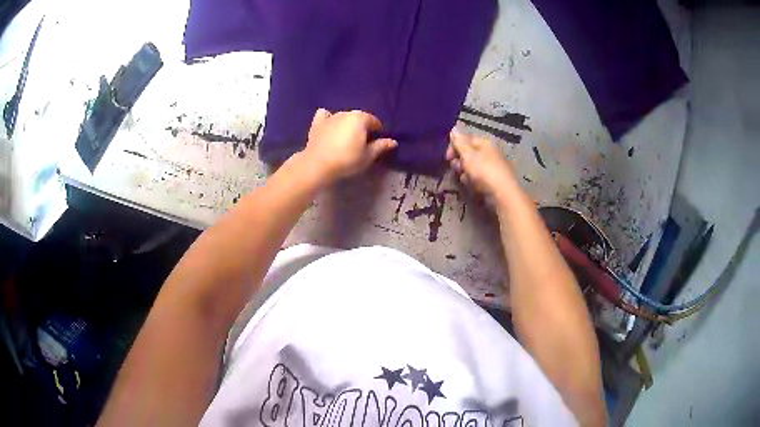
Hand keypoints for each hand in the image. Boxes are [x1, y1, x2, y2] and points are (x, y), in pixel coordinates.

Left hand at [303, 108, 397, 180]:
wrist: (318, 164)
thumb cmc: (347, 160)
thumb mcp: (368, 156)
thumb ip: (381, 146)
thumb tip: (393, 141)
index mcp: (361, 118)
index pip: (374, 121)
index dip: (377, 132)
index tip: (376, 143)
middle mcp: (346, 113)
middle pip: (359, 118)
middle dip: (362, 127)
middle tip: (361, 143)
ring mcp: (330, 116)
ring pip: (343, 117)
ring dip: (347, 125)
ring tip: (346, 139)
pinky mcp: (317, 123)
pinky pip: (325, 116)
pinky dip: (328, 118)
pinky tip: (329, 125)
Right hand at [446, 128, 517, 199]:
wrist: (503, 194)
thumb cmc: (484, 171)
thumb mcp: (469, 155)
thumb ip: (459, 143)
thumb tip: (453, 129)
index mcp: (485, 143)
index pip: (466, 140)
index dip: (454, 147)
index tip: (447, 158)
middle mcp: (490, 152)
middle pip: (469, 154)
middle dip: (460, 162)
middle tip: (457, 169)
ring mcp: (493, 167)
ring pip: (473, 167)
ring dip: (466, 173)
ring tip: (466, 180)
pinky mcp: (494, 181)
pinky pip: (479, 178)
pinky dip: (474, 182)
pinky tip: (473, 187)